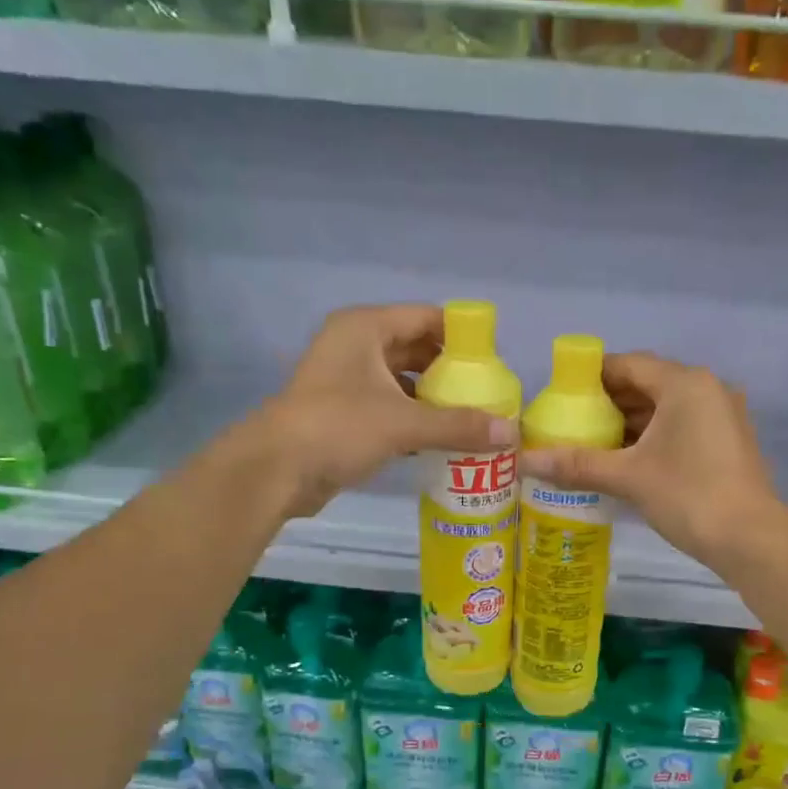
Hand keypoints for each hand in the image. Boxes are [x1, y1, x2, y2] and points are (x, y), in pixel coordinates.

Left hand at [255, 304, 516, 516]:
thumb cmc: (338, 428)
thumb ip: (458, 425)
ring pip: (405, 380)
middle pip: (418, 349)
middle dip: (453, 372)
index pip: (427, 318)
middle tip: (489, 395)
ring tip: (475, 418)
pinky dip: (416, 418)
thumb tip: (512, 433)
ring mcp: (348, 379)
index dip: (463, 337)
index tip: (495, 364)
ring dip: (436, 399)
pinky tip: (444, 439)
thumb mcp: (403, 423)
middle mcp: (357, 345)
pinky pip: (392, 406)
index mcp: (366, 328)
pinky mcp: (345, 411)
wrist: (275, 470)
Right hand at [519, 352, 784, 569]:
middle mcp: (707, 389)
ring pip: (665, 408)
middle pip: (647, 384)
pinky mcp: (727, 441)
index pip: (628, 364)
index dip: (591, 377)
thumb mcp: (628, 477)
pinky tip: (626, 460)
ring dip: (630, 423)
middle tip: (571, 423)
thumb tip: (524, 462)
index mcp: (685, 383)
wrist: (752, 540)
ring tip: (591, 443)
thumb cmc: (689, 496)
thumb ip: (577, 464)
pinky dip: (652, 437)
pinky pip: (681, 426)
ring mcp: (722, 415)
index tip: (561, 396)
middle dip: (608, 403)